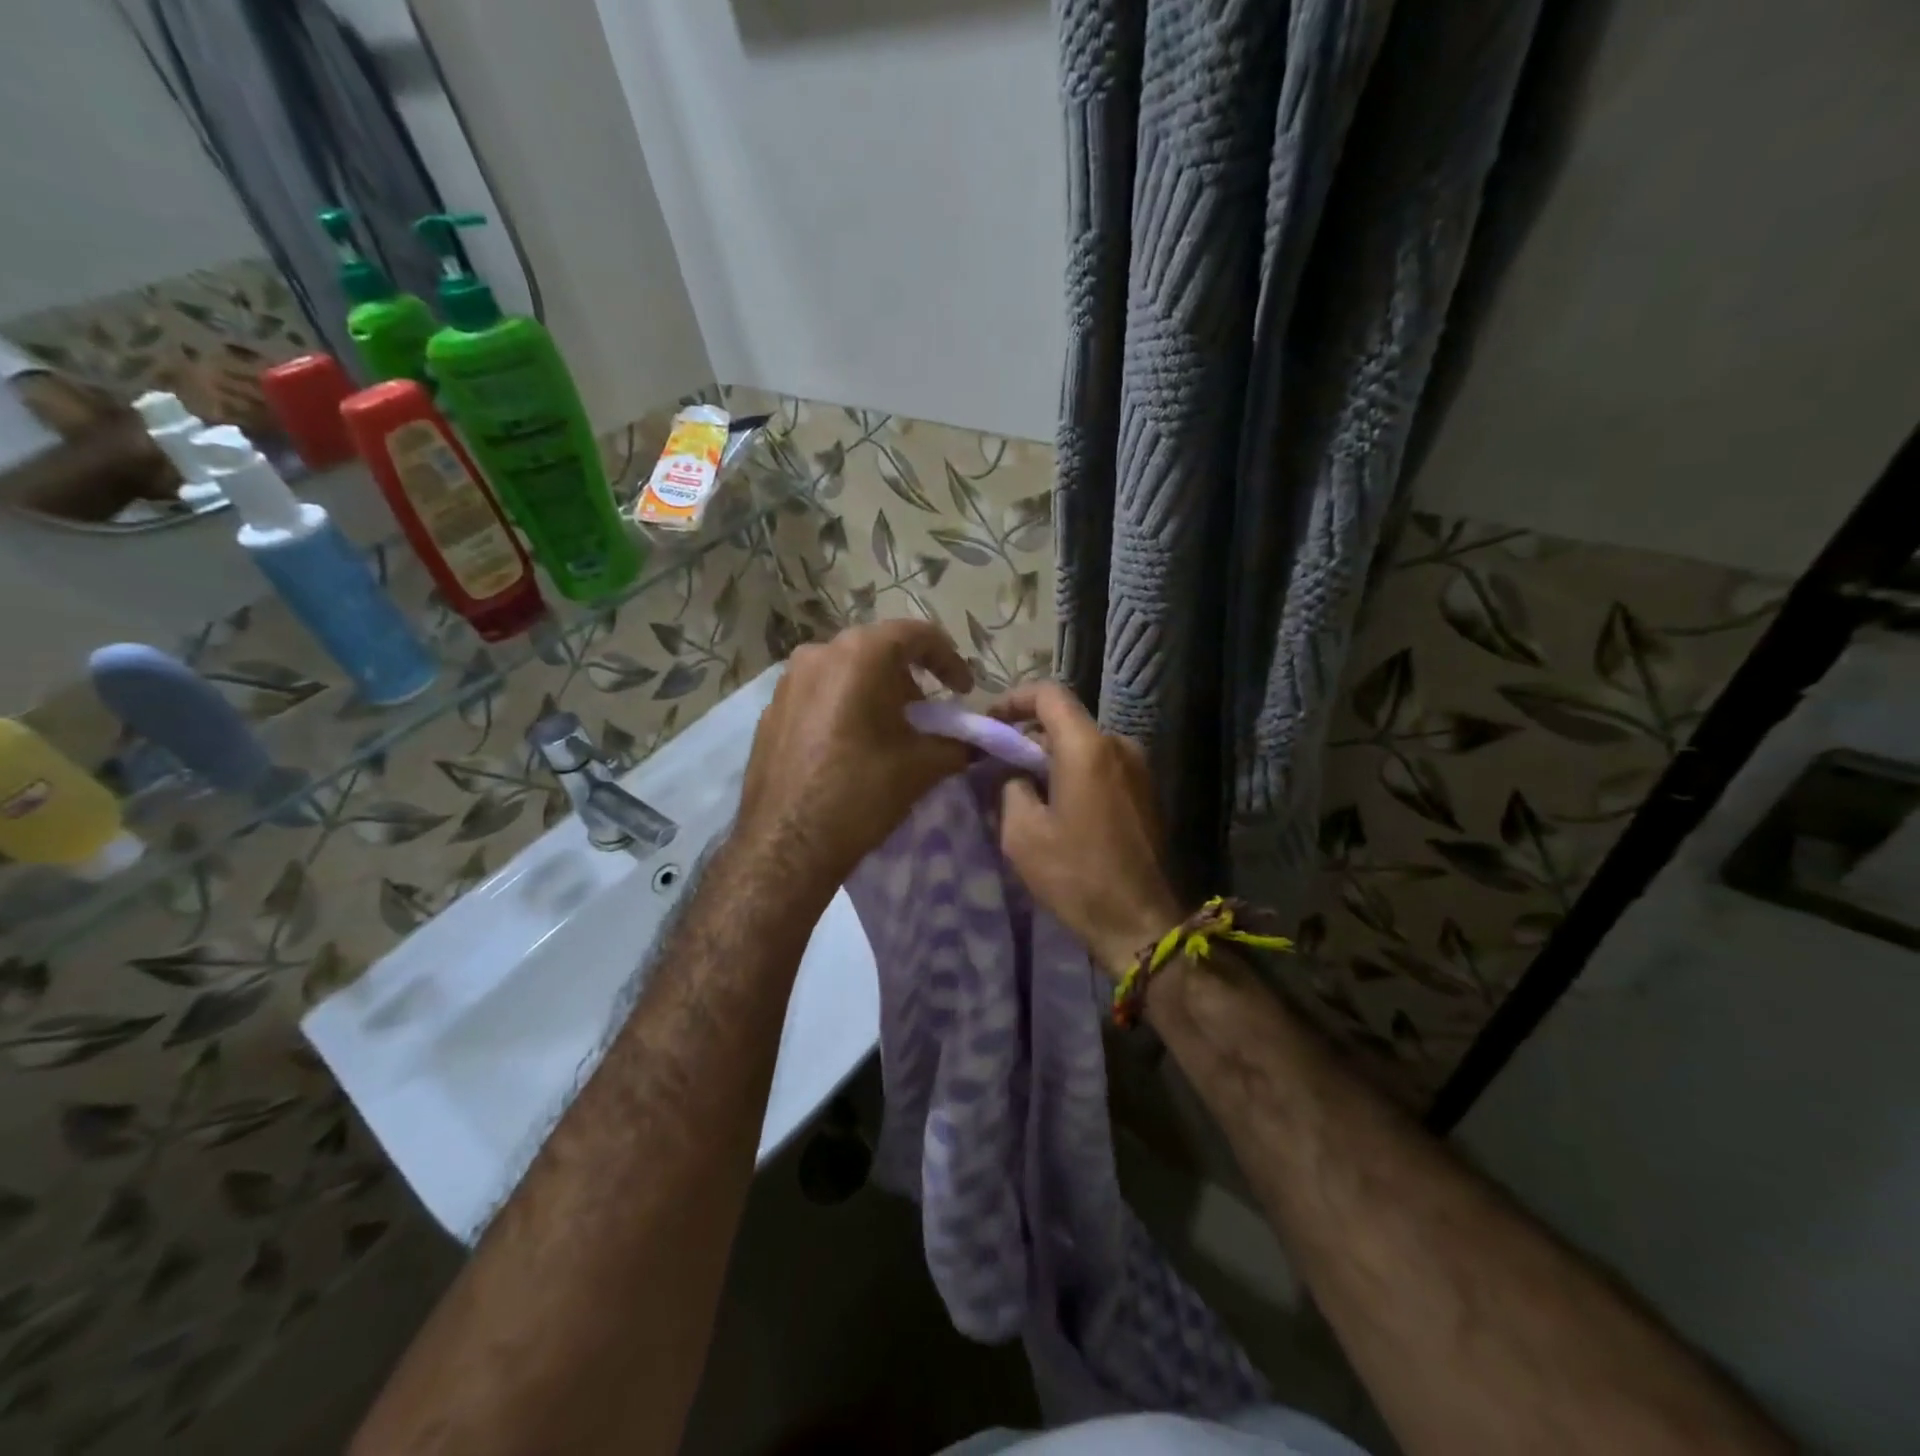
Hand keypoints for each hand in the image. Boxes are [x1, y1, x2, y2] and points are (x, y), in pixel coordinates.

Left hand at [735, 621, 972, 905]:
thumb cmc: (861, 793)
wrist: (786, 844)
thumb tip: (976, 744)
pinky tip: (851, 744)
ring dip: (875, 690)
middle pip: (877, 650)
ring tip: (890, 729)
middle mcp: (819, 653)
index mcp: (860, 655)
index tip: (963, 690)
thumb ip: (957, 744)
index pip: (916, 635)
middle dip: (909, 677)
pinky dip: (843, 706)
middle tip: (927, 712)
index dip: (949, 659)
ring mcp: (788, 681)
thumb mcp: (922, 766)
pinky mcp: (770, 710)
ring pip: (844, 671)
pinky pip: (818, 693)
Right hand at [992, 683, 1184, 980]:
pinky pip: (1102, 767)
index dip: (1013, 699)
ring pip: (1084, 746)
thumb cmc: (1076, 875)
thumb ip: (1011, 786)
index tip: (990, 723)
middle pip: (1066, 722)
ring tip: (1024, 792)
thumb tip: (1015, 773)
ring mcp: (1139, 769)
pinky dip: (1075, 774)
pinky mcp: (1146, 793)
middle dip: (1028, 737)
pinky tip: (1057, 809)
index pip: (1048, 694)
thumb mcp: (1022, 833)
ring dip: (1052, 759)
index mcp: (1088, 747)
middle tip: (998, 765)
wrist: (1139, 922)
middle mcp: (1119, 746)